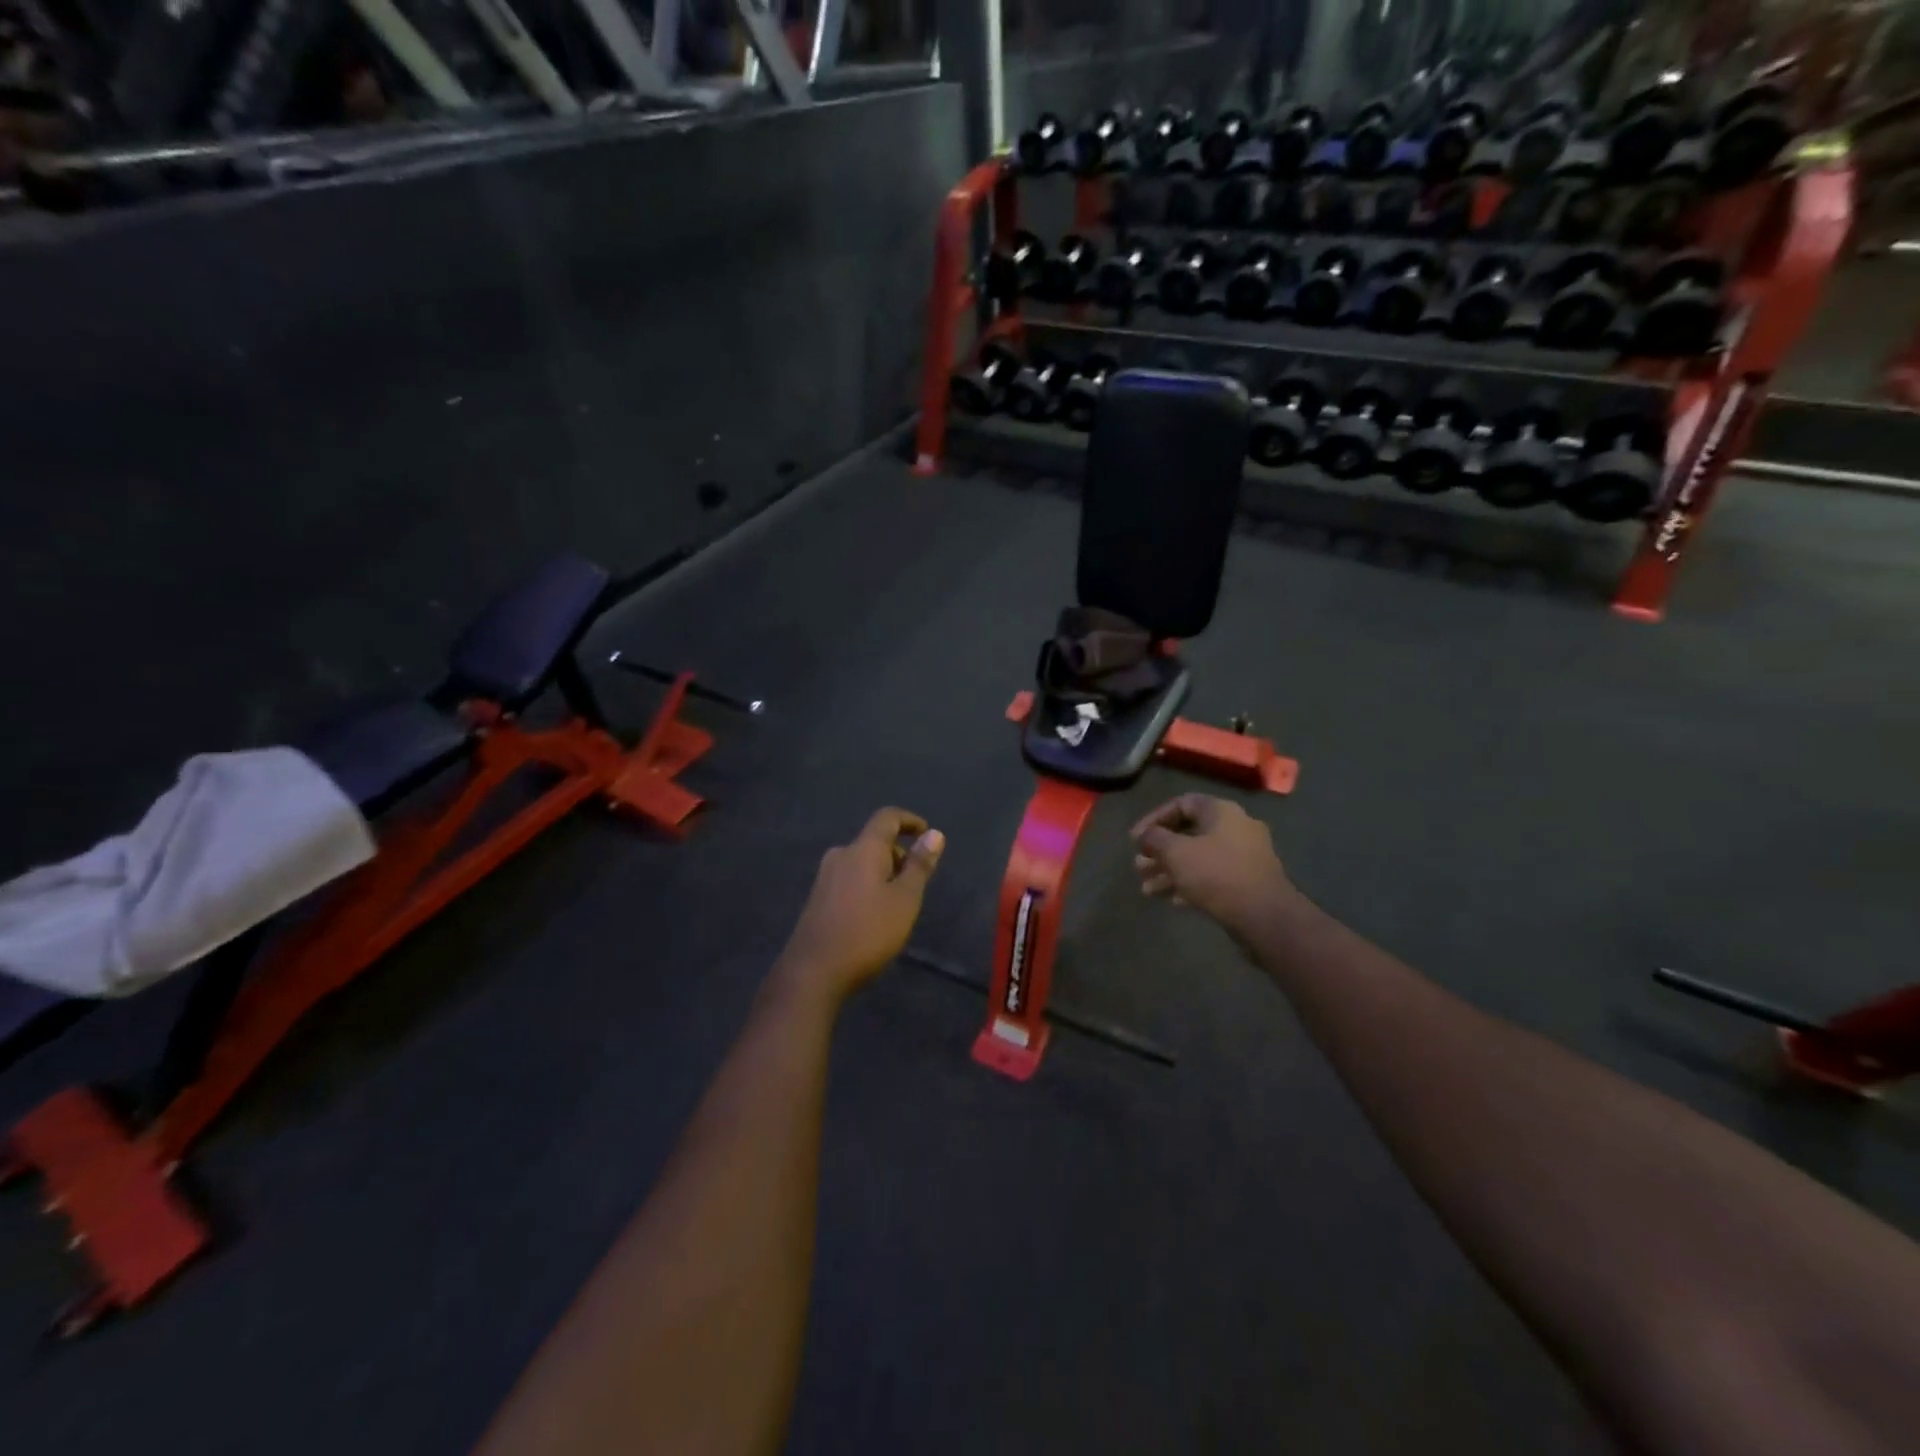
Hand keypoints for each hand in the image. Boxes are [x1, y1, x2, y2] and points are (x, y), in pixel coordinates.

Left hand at [775, 807, 944, 1005]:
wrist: (813, 972)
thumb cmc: (867, 932)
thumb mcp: (905, 900)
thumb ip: (919, 865)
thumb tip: (934, 834)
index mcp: (863, 849)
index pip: (887, 817)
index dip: (909, 820)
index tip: (927, 834)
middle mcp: (841, 855)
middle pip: (874, 841)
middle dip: (899, 855)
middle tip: (916, 885)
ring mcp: (825, 876)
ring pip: (862, 862)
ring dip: (884, 873)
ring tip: (898, 905)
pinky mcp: (818, 897)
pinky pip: (850, 879)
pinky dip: (868, 886)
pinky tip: (874, 916)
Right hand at [1131, 793, 1291, 929]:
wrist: (1264, 916)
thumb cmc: (1216, 874)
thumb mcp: (1176, 852)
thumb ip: (1154, 839)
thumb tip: (1145, 836)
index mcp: (1221, 812)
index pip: (1181, 804)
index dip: (1153, 819)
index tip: (1135, 840)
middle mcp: (1236, 828)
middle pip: (1188, 833)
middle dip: (1159, 851)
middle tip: (1139, 867)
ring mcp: (1245, 856)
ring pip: (1198, 858)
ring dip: (1170, 871)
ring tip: (1146, 889)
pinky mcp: (1248, 882)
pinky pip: (1212, 876)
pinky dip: (1190, 884)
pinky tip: (1172, 901)